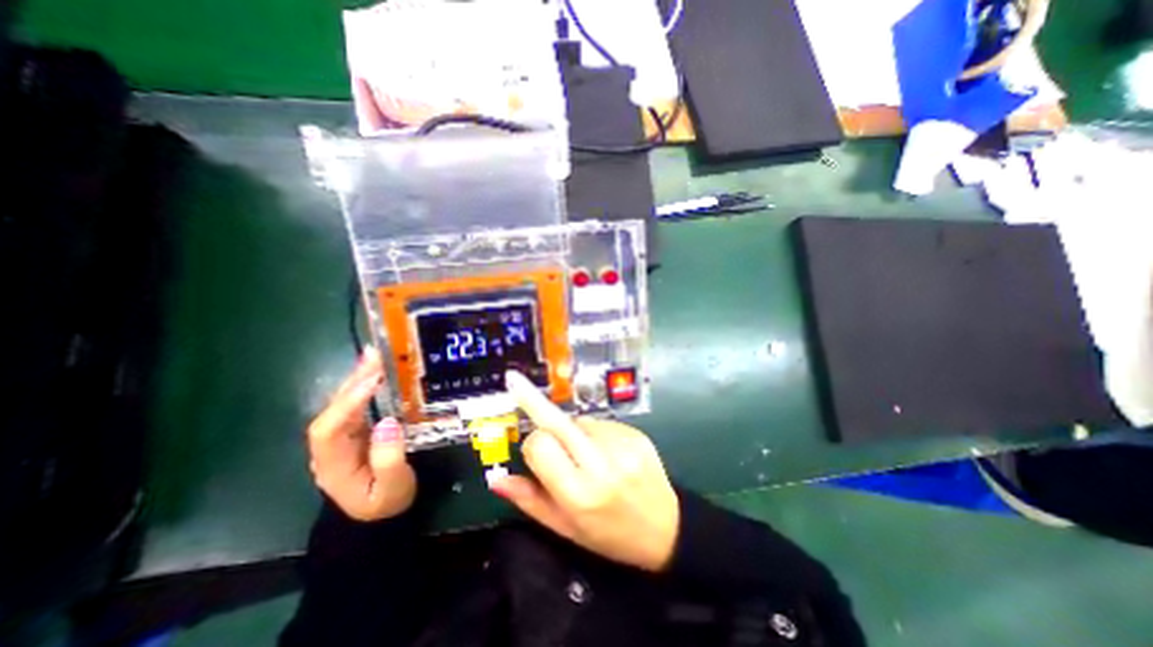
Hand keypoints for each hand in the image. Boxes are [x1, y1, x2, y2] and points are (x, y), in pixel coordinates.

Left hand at [305, 349, 413, 520]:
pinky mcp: (355, 430)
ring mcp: (341, 437)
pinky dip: (366, 386)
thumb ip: (389, 459)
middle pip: (332, 410)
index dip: (347, 403)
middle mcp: (330, 447)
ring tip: (376, 355)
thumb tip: (387, 422)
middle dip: (353, 382)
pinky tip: (377, 371)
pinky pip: (357, 405)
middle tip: (375, 356)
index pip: (328, 430)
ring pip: (343, 403)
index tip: (374, 382)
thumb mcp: (393, 488)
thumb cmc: (386, 502)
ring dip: (358, 378)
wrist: (380, 515)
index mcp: (333, 464)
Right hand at [490, 370, 677, 571]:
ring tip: (586, 455)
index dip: (532, 446)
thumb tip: (497, 478)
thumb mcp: (567, 528)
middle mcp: (602, 464)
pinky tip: (604, 451)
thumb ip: (531, 501)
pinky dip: (593, 432)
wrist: (667, 529)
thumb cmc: (610, 535)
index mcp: (581, 493)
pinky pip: (600, 422)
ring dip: (571, 431)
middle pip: (558, 421)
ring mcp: (622, 444)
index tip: (533, 452)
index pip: (540, 446)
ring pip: (578, 421)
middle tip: (514, 381)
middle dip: (534, 401)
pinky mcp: (635, 432)